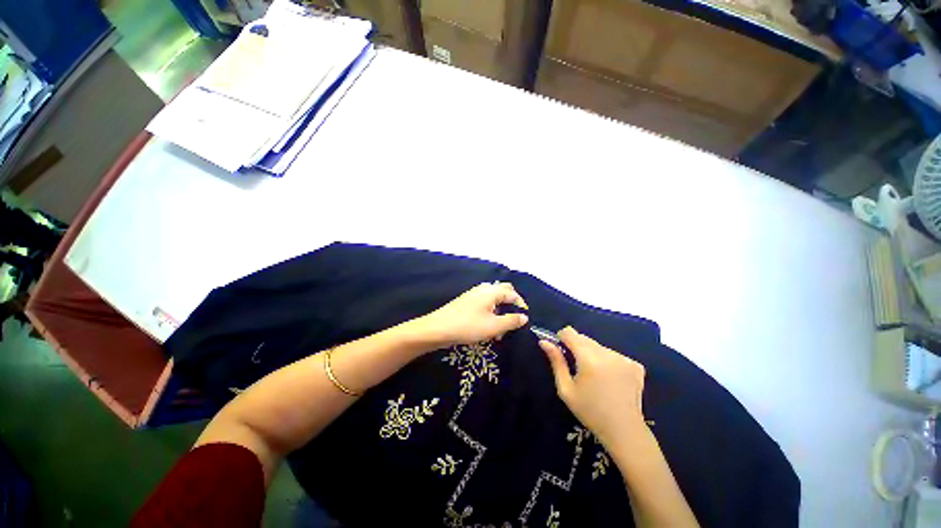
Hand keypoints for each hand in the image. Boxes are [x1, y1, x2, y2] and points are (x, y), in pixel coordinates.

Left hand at [416, 282, 528, 347]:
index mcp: (491, 291)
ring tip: (501, 327)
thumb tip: (524, 316)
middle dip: (511, 303)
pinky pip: (484, 303)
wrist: (437, 329)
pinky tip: (487, 325)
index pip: (512, 294)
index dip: (521, 305)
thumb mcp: (494, 326)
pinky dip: (490, 311)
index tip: (525, 319)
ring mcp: (473, 294)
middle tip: (514, 318)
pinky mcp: (466, 302)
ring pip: (493, 298)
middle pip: (503, 291)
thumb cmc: (468, 326)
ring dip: (500, 309)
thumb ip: (511, 321)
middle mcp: (483, 289)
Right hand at [540, 327, 646, 447]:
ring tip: (595, 376)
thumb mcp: (566, 389)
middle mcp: (607, 353)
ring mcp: (623, 358)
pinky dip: (608, 361)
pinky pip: (613, 354)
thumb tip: (544, 342)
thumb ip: (556, 362)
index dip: (562, 338)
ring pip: (598, 346)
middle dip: (577, 347)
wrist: (624, 431)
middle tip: (577, 368)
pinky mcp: (635, 364)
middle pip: (584, 338)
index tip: (561, 351)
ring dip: (592, 354)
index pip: (570, 332)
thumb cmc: (590, 411)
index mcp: (588, 358)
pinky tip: (610, 379)